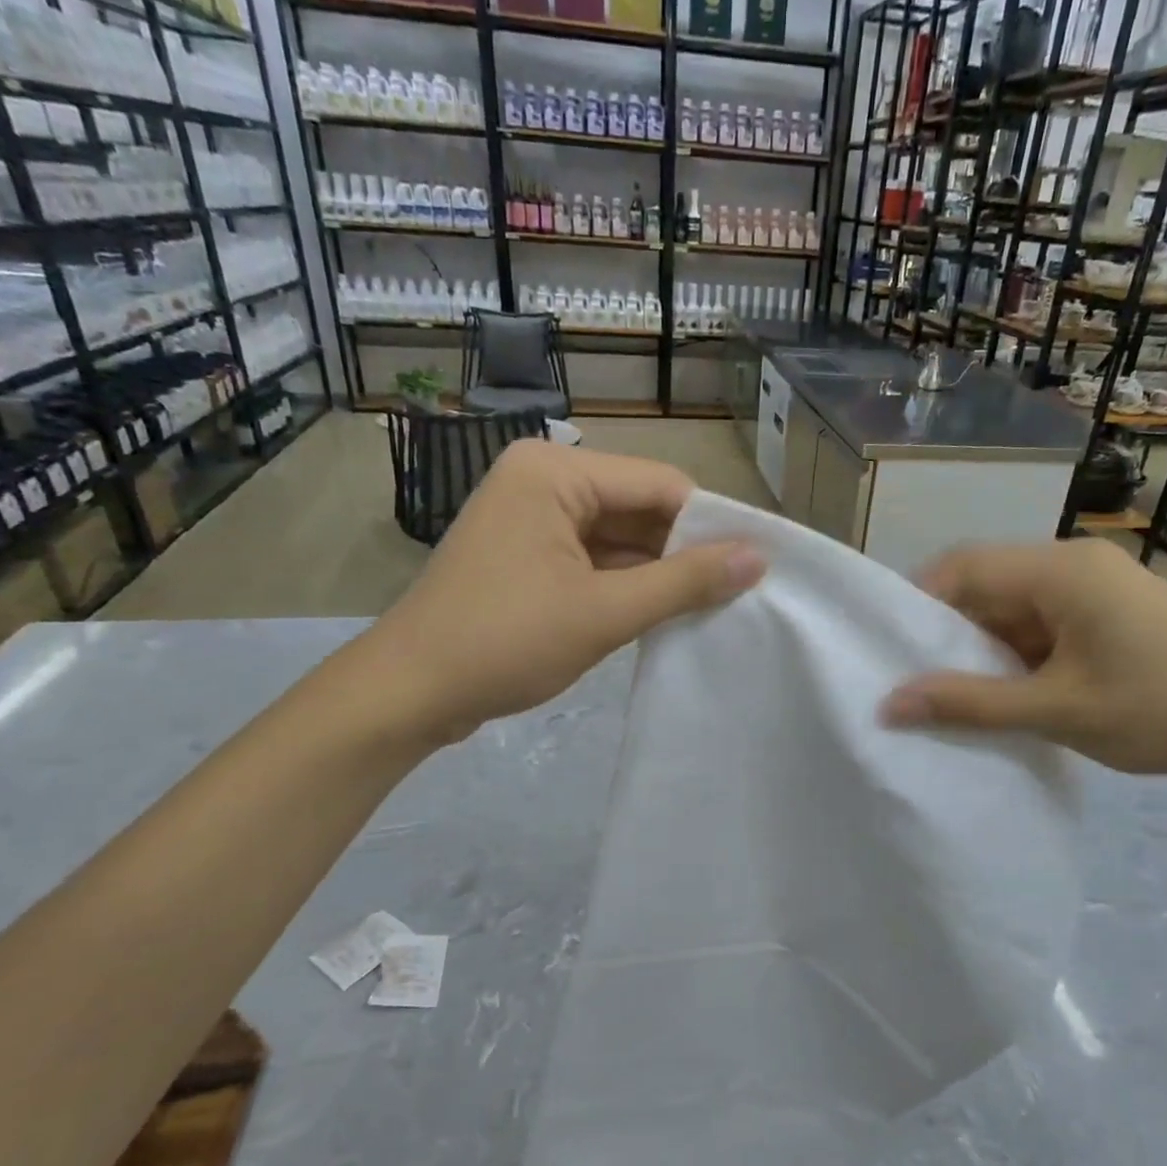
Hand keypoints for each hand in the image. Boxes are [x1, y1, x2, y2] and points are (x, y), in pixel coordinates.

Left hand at [361, 441, 762, 744]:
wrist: (409, 693)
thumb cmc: (505, 642)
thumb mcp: (604, 612)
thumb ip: (684, 582)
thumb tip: (758, 558)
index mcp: (555, 472)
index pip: (660, 484)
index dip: (712, 524)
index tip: (756, 566)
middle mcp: (543, 481)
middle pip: (639, 508)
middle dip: (684, 551)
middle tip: (740, 593)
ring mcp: (532, 519)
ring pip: (619, 537)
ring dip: (659, 573)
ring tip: (714, 607)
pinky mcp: (528, 556)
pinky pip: (594, 559)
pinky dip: (627, 585)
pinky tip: (665, 614)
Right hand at [880, 538, 1166, 781]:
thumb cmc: (1160, 712)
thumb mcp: (1055, 710)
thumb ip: (967, 704)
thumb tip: (889, 705)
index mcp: (1061, 569)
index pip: (964, 566)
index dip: (918, 603)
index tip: (890, 650)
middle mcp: (1074, 562)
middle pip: (986, 584)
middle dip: (949, 632)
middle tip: (915, 679)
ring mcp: (1095, 585)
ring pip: (1012, 606)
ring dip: (983, 647)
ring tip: (954, 692)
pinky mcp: (1108, 610)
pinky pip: (1041, 621)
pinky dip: (1016, 653)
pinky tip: (1005, 691)